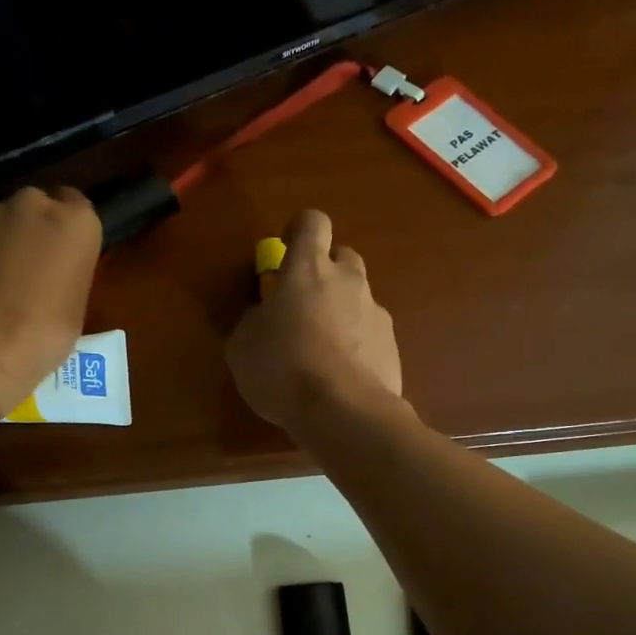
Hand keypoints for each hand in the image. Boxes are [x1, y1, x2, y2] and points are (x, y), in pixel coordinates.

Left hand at [0, 186, 101, 416]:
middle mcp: (33, 204)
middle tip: (28, 266)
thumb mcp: (76, 304)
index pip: (77, 205)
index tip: (62, 252)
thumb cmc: (45, 332)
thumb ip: (65, 273)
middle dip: (32, 228)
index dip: (67, 229)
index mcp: (76, 221)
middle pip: (35, 205)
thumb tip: (48, 275)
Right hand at [227, 209, 402, 430]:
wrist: (343, 412)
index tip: (285, 253)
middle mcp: (348, 281)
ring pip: (359, 297)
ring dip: (342, 311)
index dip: (299, 231)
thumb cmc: (282, 368)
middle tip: (304, 305)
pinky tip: (341, 376)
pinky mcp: (392, 345)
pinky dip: (357, 345)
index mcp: (308, 269)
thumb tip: (264, 314)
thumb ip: (254, 319)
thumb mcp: (243, 345)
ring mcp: (376, 312)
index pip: (312, 222)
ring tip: (322, 350)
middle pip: (343, 256)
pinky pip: (370, 333)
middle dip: (325, 272)